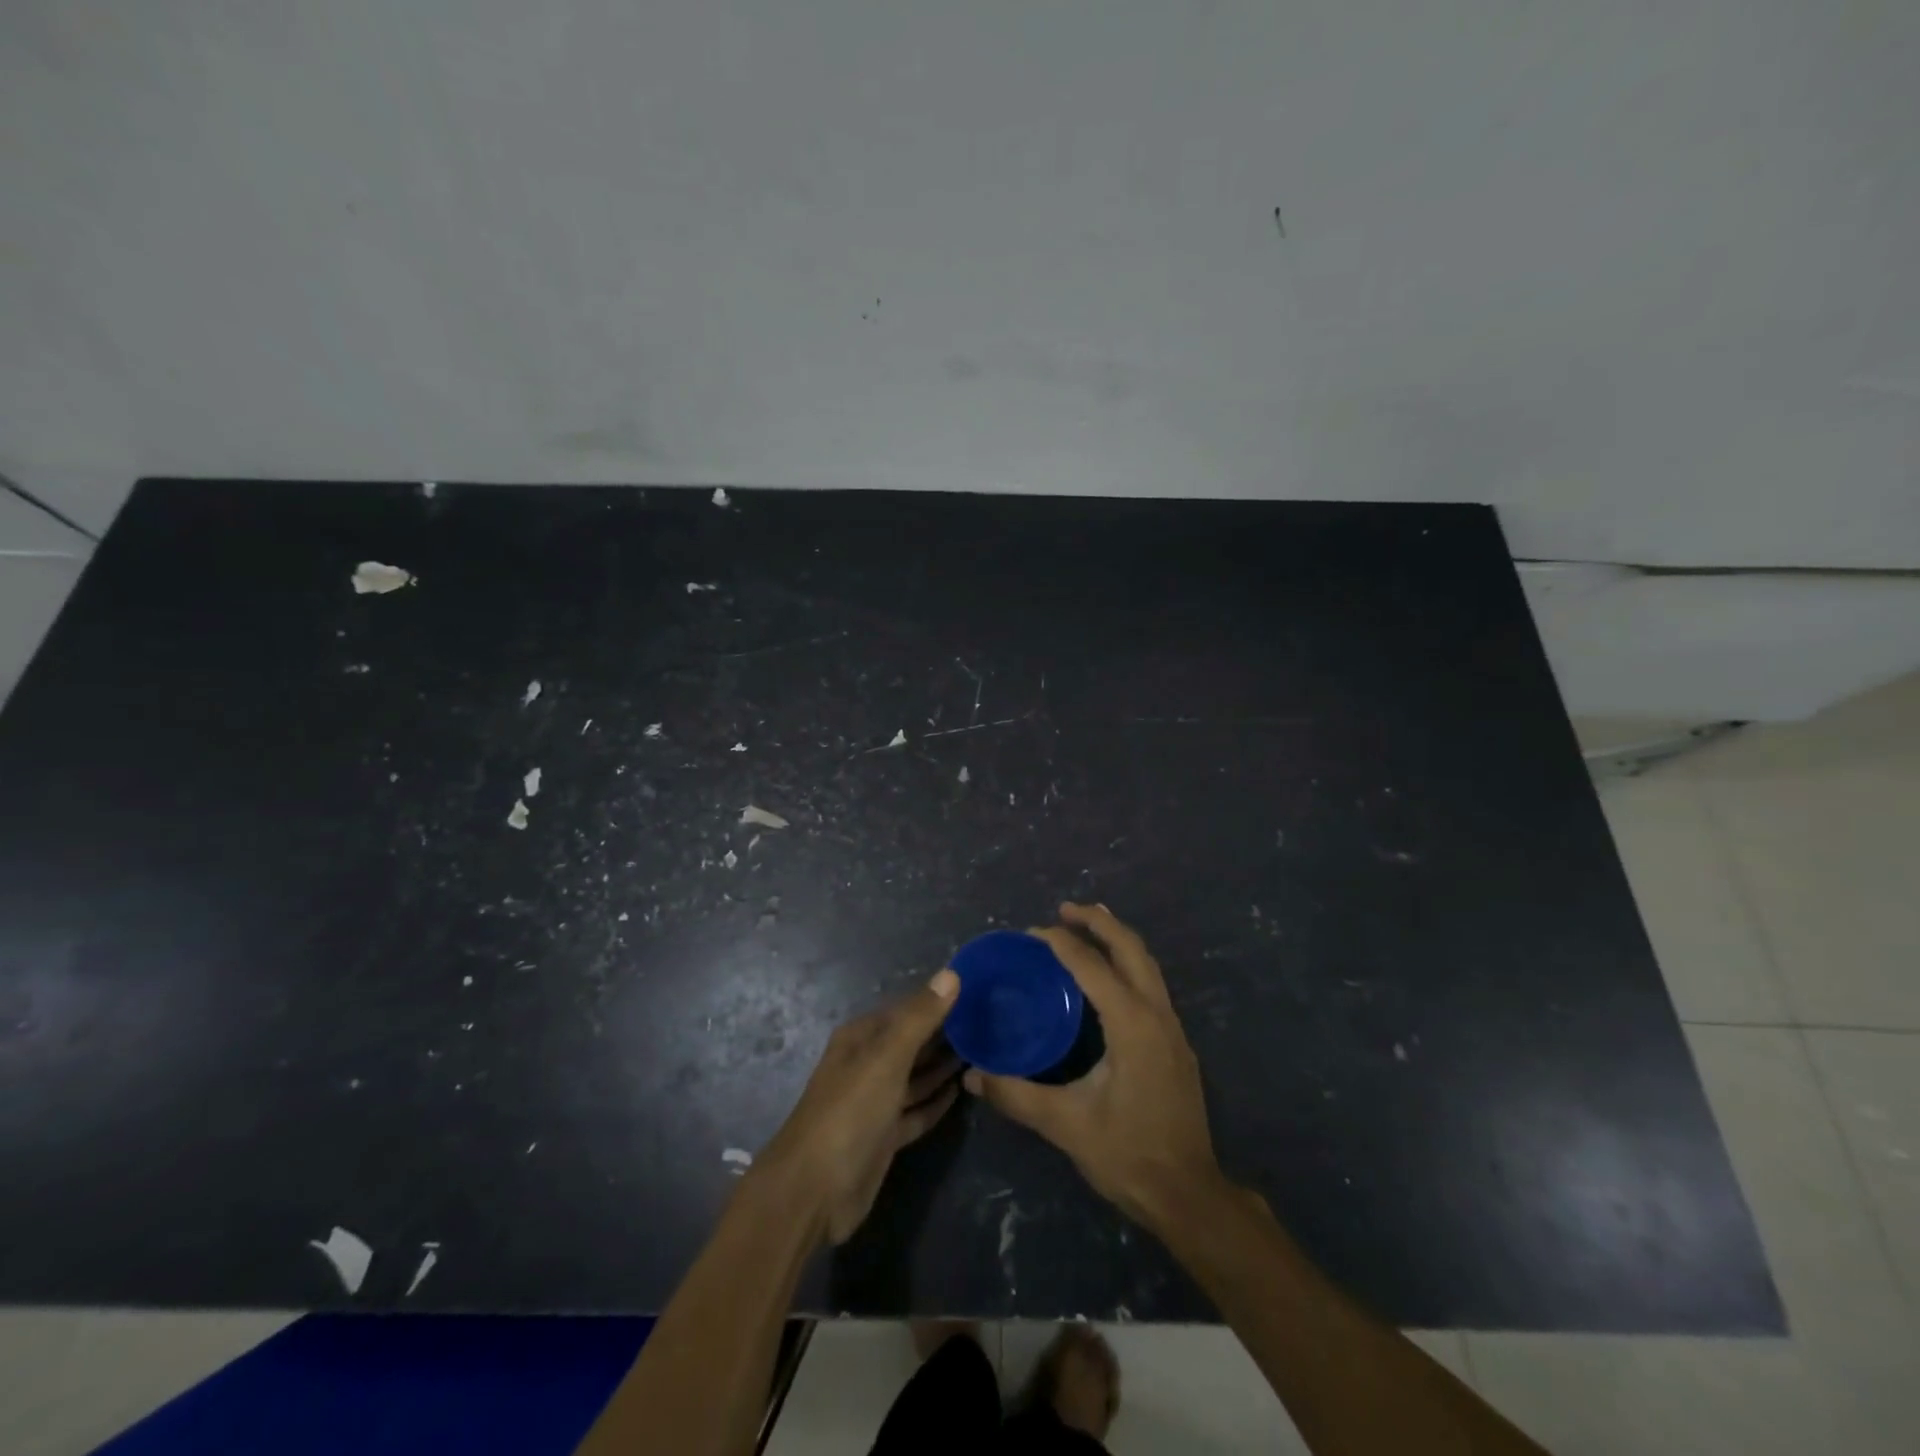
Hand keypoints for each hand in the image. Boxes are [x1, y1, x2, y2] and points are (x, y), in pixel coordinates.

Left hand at [755, 970, 961, 1244]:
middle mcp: (868, 1064)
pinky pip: (916, 1110)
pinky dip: (936, 1101)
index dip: (939, 1000)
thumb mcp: (887, 1057)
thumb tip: (951, 973)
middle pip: (912, 1042)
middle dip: (945, 1033)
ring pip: (916, 1076)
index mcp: (862, 1038)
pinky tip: (960, 1090)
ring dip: (943, 1066)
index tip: (978, 992)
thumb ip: (920, 1017)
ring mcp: (875, 1102)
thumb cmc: (850, 1111)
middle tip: (990, 1023)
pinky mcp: (885, 1136)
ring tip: (983, 1052)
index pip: (907, 1009)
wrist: (814, 1190)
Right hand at [964, 904, 1225, 1230]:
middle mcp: (1157, 1014)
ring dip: (1117, 939)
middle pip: (1131, 948)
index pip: (1092, 966)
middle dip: (1099, 921)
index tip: (1030, 934)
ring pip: (1147, 964)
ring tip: (1087, 926)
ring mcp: (1173, 1028)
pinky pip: (1151, 984)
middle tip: (1063, 910)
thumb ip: (1017, 1095)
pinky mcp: (1176, 1044)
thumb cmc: (1128, 1154)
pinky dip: (1128, 964)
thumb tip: (972, 1076)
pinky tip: (1108, 979)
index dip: (1060, 943)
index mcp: (1132, 1024)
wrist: (1190, 1196)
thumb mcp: (1066, 1124)